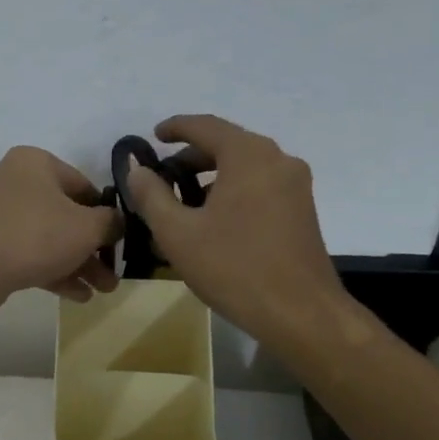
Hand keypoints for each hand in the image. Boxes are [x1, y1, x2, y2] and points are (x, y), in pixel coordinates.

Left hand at [0, 146, 121, 312]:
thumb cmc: (35, 236)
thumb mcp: (87, 227)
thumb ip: (111, 222)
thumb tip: (117, 222)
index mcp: (36, 163)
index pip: (85, 186)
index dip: (107, 216)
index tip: (121, 243)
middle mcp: (15, 181)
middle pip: (66, 215)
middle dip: (94, 249)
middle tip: (113, 276)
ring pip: (49, 238)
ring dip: (78, 264)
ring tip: (102, 291)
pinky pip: (29, 254)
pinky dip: (53, 271)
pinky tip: (77, 296)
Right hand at [121, 115, 346, 342]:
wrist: (300, 313)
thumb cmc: (234, 268)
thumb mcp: (178, 233)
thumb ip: (151, 195)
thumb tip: (136, 169)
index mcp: (248, 156)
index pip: (205, 126)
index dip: (175, 128)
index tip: (152, 136)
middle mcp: (277, 160)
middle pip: (227, 145)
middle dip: (191, 158)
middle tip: (161, 179)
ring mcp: (295, 186)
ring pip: (244, 167)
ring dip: (211, 178)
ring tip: (182, 205)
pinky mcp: (302, 210)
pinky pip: (260, 187)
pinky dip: (232, 192)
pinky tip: (213, 222)